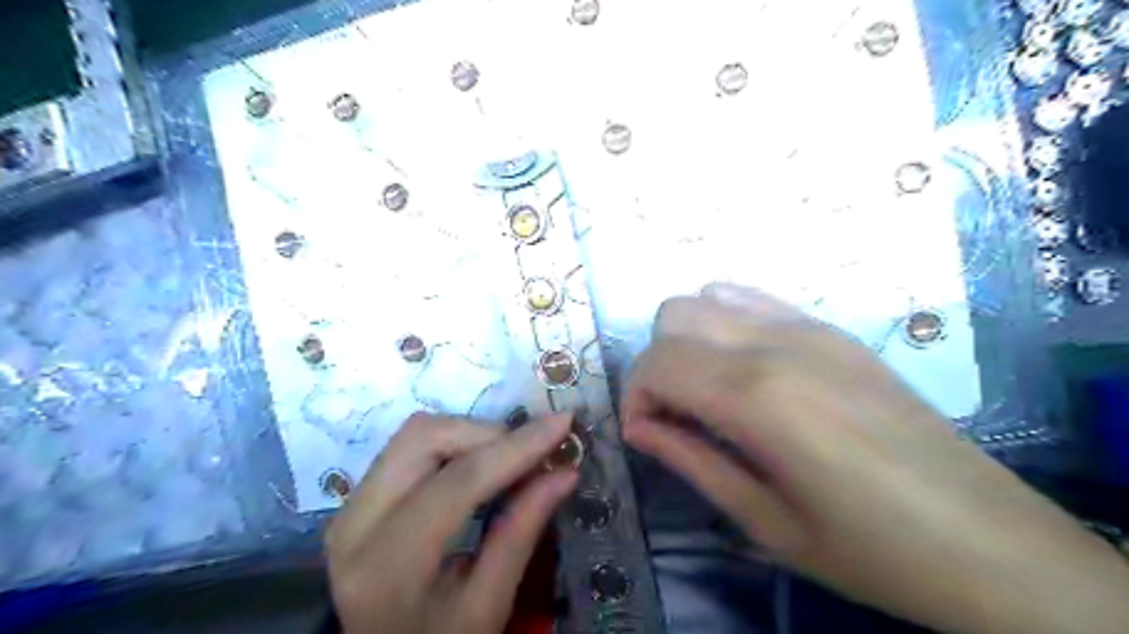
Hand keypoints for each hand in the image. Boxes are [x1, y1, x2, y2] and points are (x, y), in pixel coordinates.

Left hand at [324, 415, 574, 631]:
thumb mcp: (486, 608)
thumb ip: (521, 534)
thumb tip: (565, 473)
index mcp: (388, 565)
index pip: (458, 482)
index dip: (516, 447)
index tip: (562, 423)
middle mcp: (356, 523)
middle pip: (425, 437)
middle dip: (488, 434)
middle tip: (532, 454)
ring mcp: (349, 505)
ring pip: (416, 433)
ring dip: (471, 434)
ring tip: (510, 459)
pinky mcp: (357, 497)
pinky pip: (409, 447)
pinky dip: (454, 444)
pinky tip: (481, 463)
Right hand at [621, 285, 1127, 632]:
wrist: (987, 541)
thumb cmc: (868, 549)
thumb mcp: (763, 520)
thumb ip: (689, 460)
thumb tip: (637, 428)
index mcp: (757, 396)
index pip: (657, 363)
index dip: (635, 397)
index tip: (646, 435)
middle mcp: (776, 342)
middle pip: (674, 315)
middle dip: (656, 364)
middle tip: (675, 415)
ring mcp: (809, 326)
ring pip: (708, 296)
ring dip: (688, 338)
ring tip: (707, 390)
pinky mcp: (833, 329)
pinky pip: (754, 299)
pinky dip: (726, 322)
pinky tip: (745, 368)